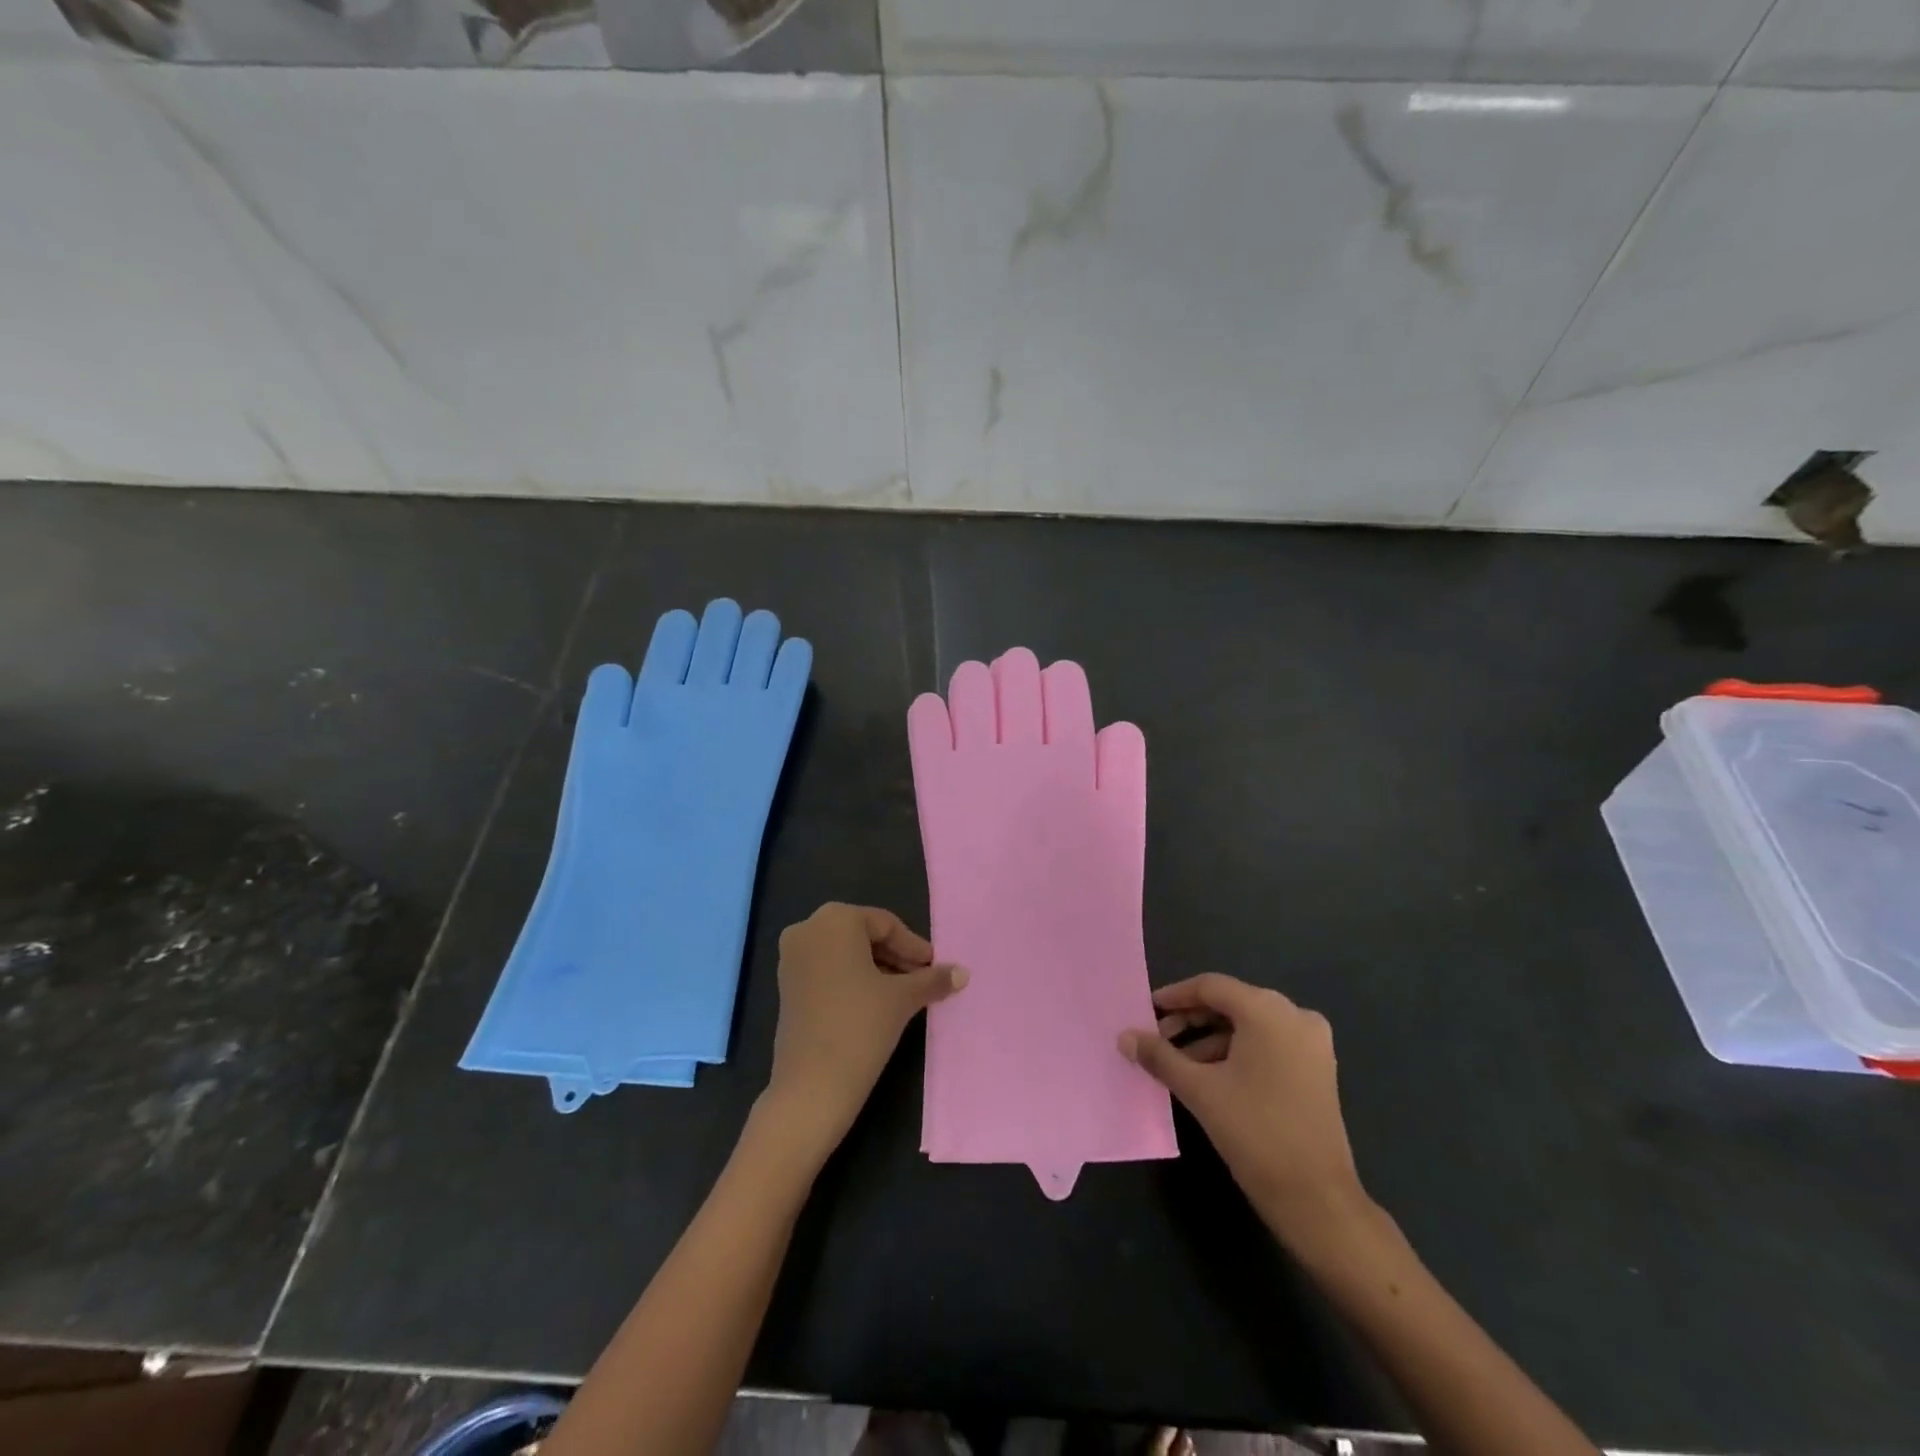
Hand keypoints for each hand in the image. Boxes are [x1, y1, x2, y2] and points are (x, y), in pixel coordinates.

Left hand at [763, 903, 966, 1156]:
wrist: (811, 1086)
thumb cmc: (860, 1026)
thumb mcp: (902, 998)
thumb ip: (932, 979)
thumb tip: (963, 973)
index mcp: (835, 919)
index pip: (885, 924)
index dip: (913, 946)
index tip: (934, 967)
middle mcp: (808, 929)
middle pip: (863, 935)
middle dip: (895, 957)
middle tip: (922, 979)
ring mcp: (792, 958)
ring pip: (845, 953)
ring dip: (876, 969)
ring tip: (904, 994)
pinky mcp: (786, 986)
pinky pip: (827, 970)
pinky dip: (853, 980)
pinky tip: (876, 1003)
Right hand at [1120, 974, 1365, 1246]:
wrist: (1317, 1199)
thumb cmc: (1255, 1132)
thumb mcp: (1199, 1090)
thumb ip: (1159, 1056)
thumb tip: (1124, 1037)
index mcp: (1268, 1011)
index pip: (1211, 987)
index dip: (1175, 996)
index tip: (1146, 1011)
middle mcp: (1295, 1016)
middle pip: (1231, 1003)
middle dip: (1191, 1020)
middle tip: (1158, 1039)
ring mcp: (1311, 1043)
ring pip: (1249, 1026)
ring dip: (1210, 1039)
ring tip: (1177, 1063)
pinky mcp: (1317, 1069)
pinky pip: (1267, 1045)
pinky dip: (1236, 1053)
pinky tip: (1209, 1076)